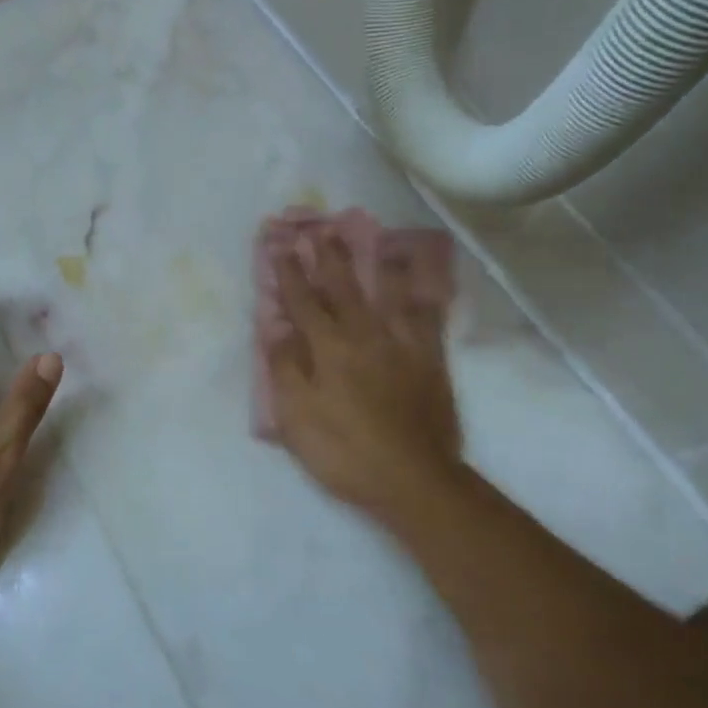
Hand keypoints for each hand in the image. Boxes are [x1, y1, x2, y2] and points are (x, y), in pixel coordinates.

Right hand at [264, 234, 462, 516]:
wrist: (412, 478)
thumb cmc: (343, 450)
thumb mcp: (296, 416)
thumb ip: (285, 368)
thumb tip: (277, 330)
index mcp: (328, 348)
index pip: (303, 302)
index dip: (291, 274)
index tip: (282, 248)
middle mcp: (365, 335)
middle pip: (344, 287)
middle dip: (330, 258)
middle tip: (322, 230)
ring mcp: (403, 345)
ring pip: (390, 293)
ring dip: (379, 264)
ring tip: (378, 239)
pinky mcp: (431, 360)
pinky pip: (429, 318)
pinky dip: (424, 297)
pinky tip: (423, 286)